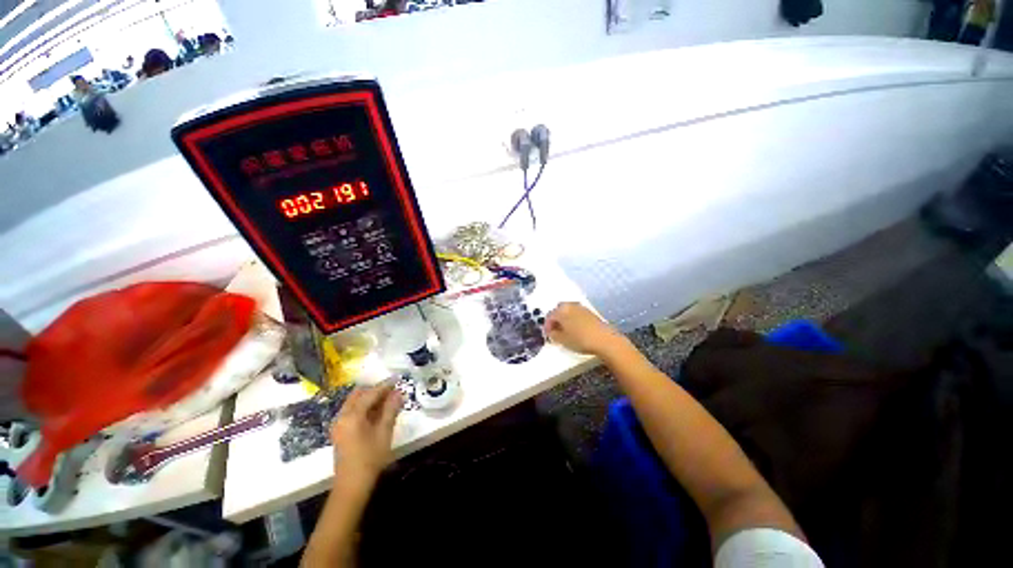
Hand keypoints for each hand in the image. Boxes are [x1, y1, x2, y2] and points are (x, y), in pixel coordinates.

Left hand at [330, 384, 401, 491]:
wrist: (352, 485)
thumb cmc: (370, 458)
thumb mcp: (384, 432)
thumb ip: (391, 410)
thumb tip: (398, 393)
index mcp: (352, 415)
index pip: (370, 393)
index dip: (385, 386)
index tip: (397, 379)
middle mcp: (342, 416)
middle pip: (359, 395)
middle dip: (376, 390)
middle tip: (393, 390)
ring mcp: (339, 424)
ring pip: (355, 403)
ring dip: (370, 399)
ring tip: (388, 400)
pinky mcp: (340, 432)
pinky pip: (353, 412)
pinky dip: (365, 408)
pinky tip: (378, 412)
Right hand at [544, 302, 626, 356]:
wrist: (604, 340)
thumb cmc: (581, 339)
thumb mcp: (562, 340)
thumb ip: (553, 334)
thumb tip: (551, 331)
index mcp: (561, 310)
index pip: (549, 316)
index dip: (546, 325)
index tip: (547, 334)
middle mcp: (570, 305)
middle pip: (558, 310)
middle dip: (555, 319)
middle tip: (555, 331)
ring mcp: (581, 307)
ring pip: (567, 311)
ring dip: (564, 319)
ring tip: (565, 331)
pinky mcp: (589, 312)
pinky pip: (576, 313)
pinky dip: (572, 319)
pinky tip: (575, 329)